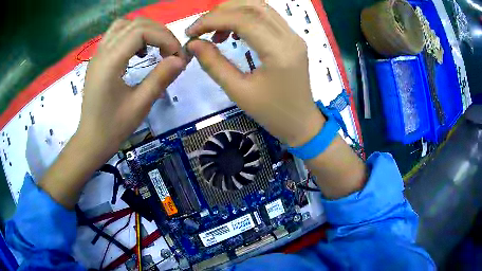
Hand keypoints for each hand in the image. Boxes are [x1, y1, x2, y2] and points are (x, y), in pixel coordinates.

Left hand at [78, 17, 188, 158]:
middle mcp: (102, 52)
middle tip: (170, 52)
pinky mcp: (98, 59)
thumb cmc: (113, 127)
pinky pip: (116, 34)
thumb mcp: (140, 106)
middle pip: (134, 23)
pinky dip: (132, 36)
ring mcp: (98, 54)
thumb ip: (161, 78)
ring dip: (144, 31)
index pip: (141, 31)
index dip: (164, 38)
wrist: (91, 140)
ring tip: (154, 48)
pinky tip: (138, 53)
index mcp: (110, 63)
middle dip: (158, 32)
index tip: (176, 56)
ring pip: (124, 25)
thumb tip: (181, 60)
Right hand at [186, 0, 324, 146]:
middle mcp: (290, 36)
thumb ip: (214, 64)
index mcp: (279, 51)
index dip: (212, 20)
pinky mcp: (292, 38)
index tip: (191, 32)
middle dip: (221, 12)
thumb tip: (193, 43)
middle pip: (253, 6)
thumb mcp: (239, 92)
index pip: (243, 19)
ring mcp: (293, 35)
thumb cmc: (272, 113)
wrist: (301, 123)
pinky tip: (233, 32)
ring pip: (260, 7)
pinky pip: (266, 17)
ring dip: (233, 12)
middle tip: (201, 28)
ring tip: (215, 31)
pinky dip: (245, 17)